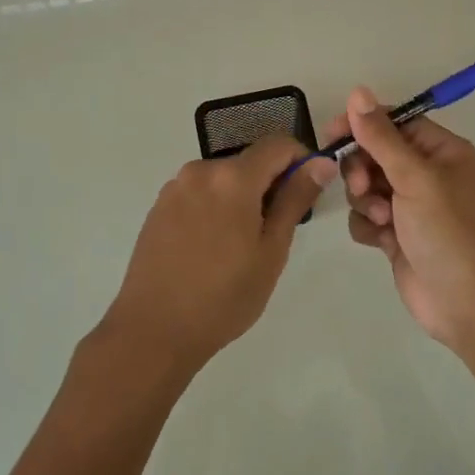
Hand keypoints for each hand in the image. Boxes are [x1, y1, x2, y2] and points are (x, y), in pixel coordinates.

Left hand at [106, 135, 335, 371]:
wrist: (153, 330)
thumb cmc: (224, 296)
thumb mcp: (271, 250)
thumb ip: (295, 199)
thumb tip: (320, 163)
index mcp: (232, 178)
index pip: (278, 144)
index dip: (300, 160)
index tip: (307, 192)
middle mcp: (200, 171)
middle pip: (248, 162)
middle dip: (269, 185)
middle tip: (274, 232)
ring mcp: (174, 188)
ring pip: (223, 179)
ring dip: (241, 198)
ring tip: (240, 246)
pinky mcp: (158, 207)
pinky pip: (199, 194)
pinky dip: (215, 208)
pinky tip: (211, 249)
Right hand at [331, 87, 474, 351]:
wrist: (469, 304)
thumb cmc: (449, 231)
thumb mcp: (415, 178)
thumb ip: (381, 137)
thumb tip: (357, 92)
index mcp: (440, 151)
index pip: (393, 122)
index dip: (363, 124)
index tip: (333, 133)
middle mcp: (425, 174)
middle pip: (374, 154)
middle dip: (361, 170)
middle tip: (363, 187)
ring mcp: (410, 207)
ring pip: (365, 187)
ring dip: (365, 201)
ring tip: (382, 220)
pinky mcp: (396, 236)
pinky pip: (366, 217)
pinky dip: (368, 226)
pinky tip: (381, 241)